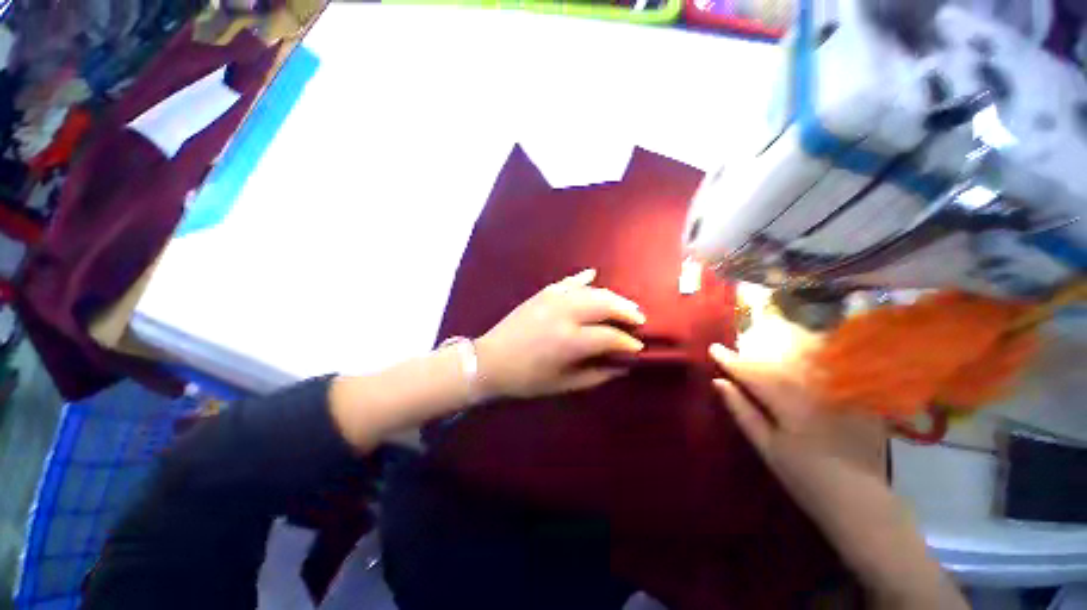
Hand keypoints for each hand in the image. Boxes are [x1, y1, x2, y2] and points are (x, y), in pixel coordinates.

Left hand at [475, 269, 645, 398]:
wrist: (490, 361)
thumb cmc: (527, 379)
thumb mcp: (564, 384)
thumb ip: (597, 375)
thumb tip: (622, 366)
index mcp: (570, 341)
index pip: (610, 336)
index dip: (628, 342)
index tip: (638, 348)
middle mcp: (565, 314)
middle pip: (605, 304)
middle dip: (627, 311)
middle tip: (639, 319)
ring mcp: (552, 299)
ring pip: (591, 290)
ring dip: (611, 296)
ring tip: (624, 305)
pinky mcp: (542, 293)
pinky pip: (568, 281)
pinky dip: (583, 278)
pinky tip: (593, 275)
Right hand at [708, 343, 887, 525]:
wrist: (860, 501)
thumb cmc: (804, 478)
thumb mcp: (766, 447)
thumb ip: (742, 411)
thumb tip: (719, 382)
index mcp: (789, 404)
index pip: (753, 374)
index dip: (731, 360)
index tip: (714, 348)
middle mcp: (815, 391)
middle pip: (780, 359)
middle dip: (756, 350)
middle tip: (739, 344)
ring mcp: (841, 392)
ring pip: (808, 357)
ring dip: (785, 345)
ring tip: (769, 341)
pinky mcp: (859, 397)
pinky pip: (834, 367)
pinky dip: (816, 356)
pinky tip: (806, 354)